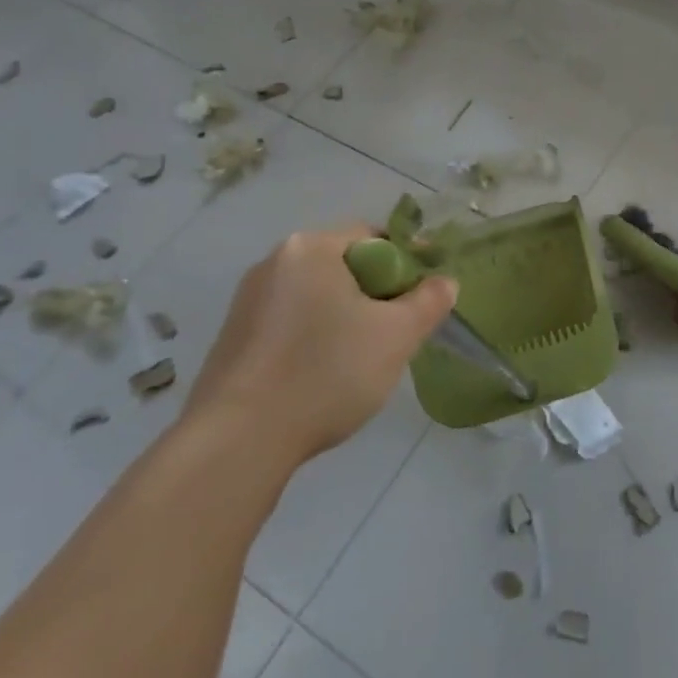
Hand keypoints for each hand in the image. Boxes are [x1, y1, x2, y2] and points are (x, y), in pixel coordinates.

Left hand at [183, 224, 457, 468]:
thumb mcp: (397, 336)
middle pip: (344, 265)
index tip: (426, 296)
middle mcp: (273, 263)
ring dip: (347, 317)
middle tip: (399, 331)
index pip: (374, 236)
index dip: (408, 262)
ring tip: (364, 358)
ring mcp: (247, 302)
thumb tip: (444, 282)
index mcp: (310, 248)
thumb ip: (430, 301)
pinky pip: (291, 323)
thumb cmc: (326, 373)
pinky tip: (323, 376)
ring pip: (318, 297)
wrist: (237, 441)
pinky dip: (316, 337)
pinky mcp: (233, 339)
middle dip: (378, 293)